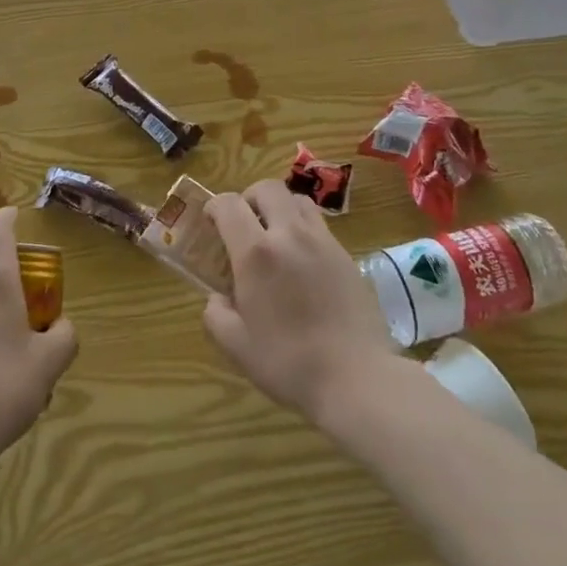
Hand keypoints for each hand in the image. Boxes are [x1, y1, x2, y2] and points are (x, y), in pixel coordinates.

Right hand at [202, 180, 399, 426]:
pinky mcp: (345, 253)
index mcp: (256, 253)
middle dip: (249, 197)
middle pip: (267, 188)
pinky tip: (302, 260)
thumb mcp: (237, 346)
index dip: (215, 205)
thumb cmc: (288, 363)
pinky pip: (319, 224)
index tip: (210, 219)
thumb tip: (218, 297)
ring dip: (279, 207)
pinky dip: (303, 228)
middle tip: (244, 223)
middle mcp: (289, 234)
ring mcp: (321, 240)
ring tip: (275, 235)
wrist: (356, 377)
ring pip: (297, 199)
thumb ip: (216, 315)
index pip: (230, 205)